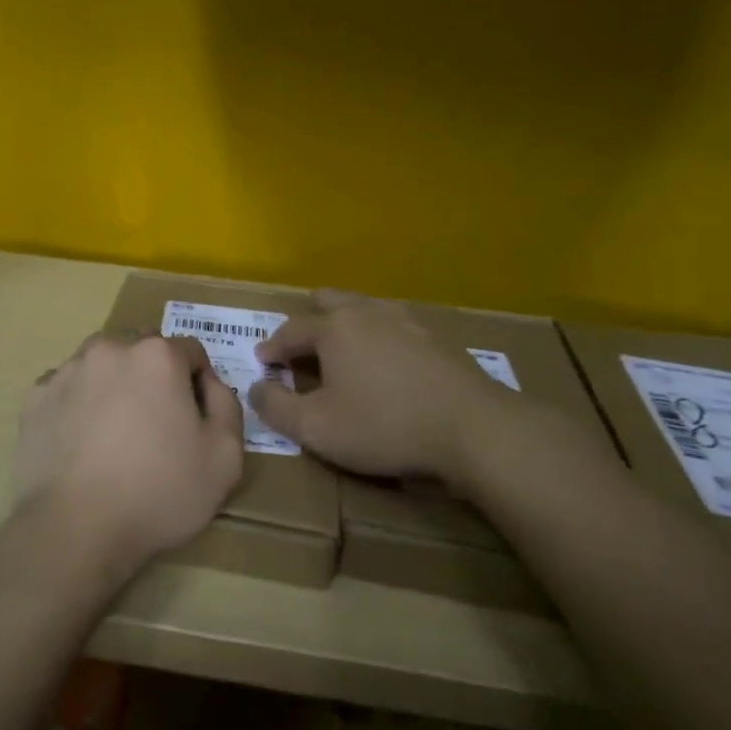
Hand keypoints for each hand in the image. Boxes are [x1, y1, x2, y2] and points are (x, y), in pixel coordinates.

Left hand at [12, 333, 243, 578]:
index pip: (190, 351)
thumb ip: (226, 405)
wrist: (75, 528)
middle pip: (143, 350)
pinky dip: (79, 404)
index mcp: (157, 355)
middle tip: (156, 426)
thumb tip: (209, 383)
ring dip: (115, 385)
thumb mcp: (224, 457)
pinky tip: (82, 443)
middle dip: (155, 377)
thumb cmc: (158, 492)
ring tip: (116, 433)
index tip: (195, 420)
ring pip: (102, 365)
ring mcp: (67, 370)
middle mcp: (109, 348)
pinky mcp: (35, 397)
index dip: (199, 383)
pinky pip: (68, 389)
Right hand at [249, 290, 523, 480]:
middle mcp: (367, 312)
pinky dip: (377, 336)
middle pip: (329, 301)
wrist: (474, 428)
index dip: (271, 347)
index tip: (262, 361)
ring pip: (364, 308)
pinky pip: (393, 325)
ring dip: (344, 324)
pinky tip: (385, 361)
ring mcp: (406, 320)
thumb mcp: (317, 428)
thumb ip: (277, 407)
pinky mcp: (436, 337)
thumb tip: (256, 387)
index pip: (290, 330)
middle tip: (300, 345)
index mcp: (333, 328)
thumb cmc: (384, 425)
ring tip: (341, 350)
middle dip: (308, 319)